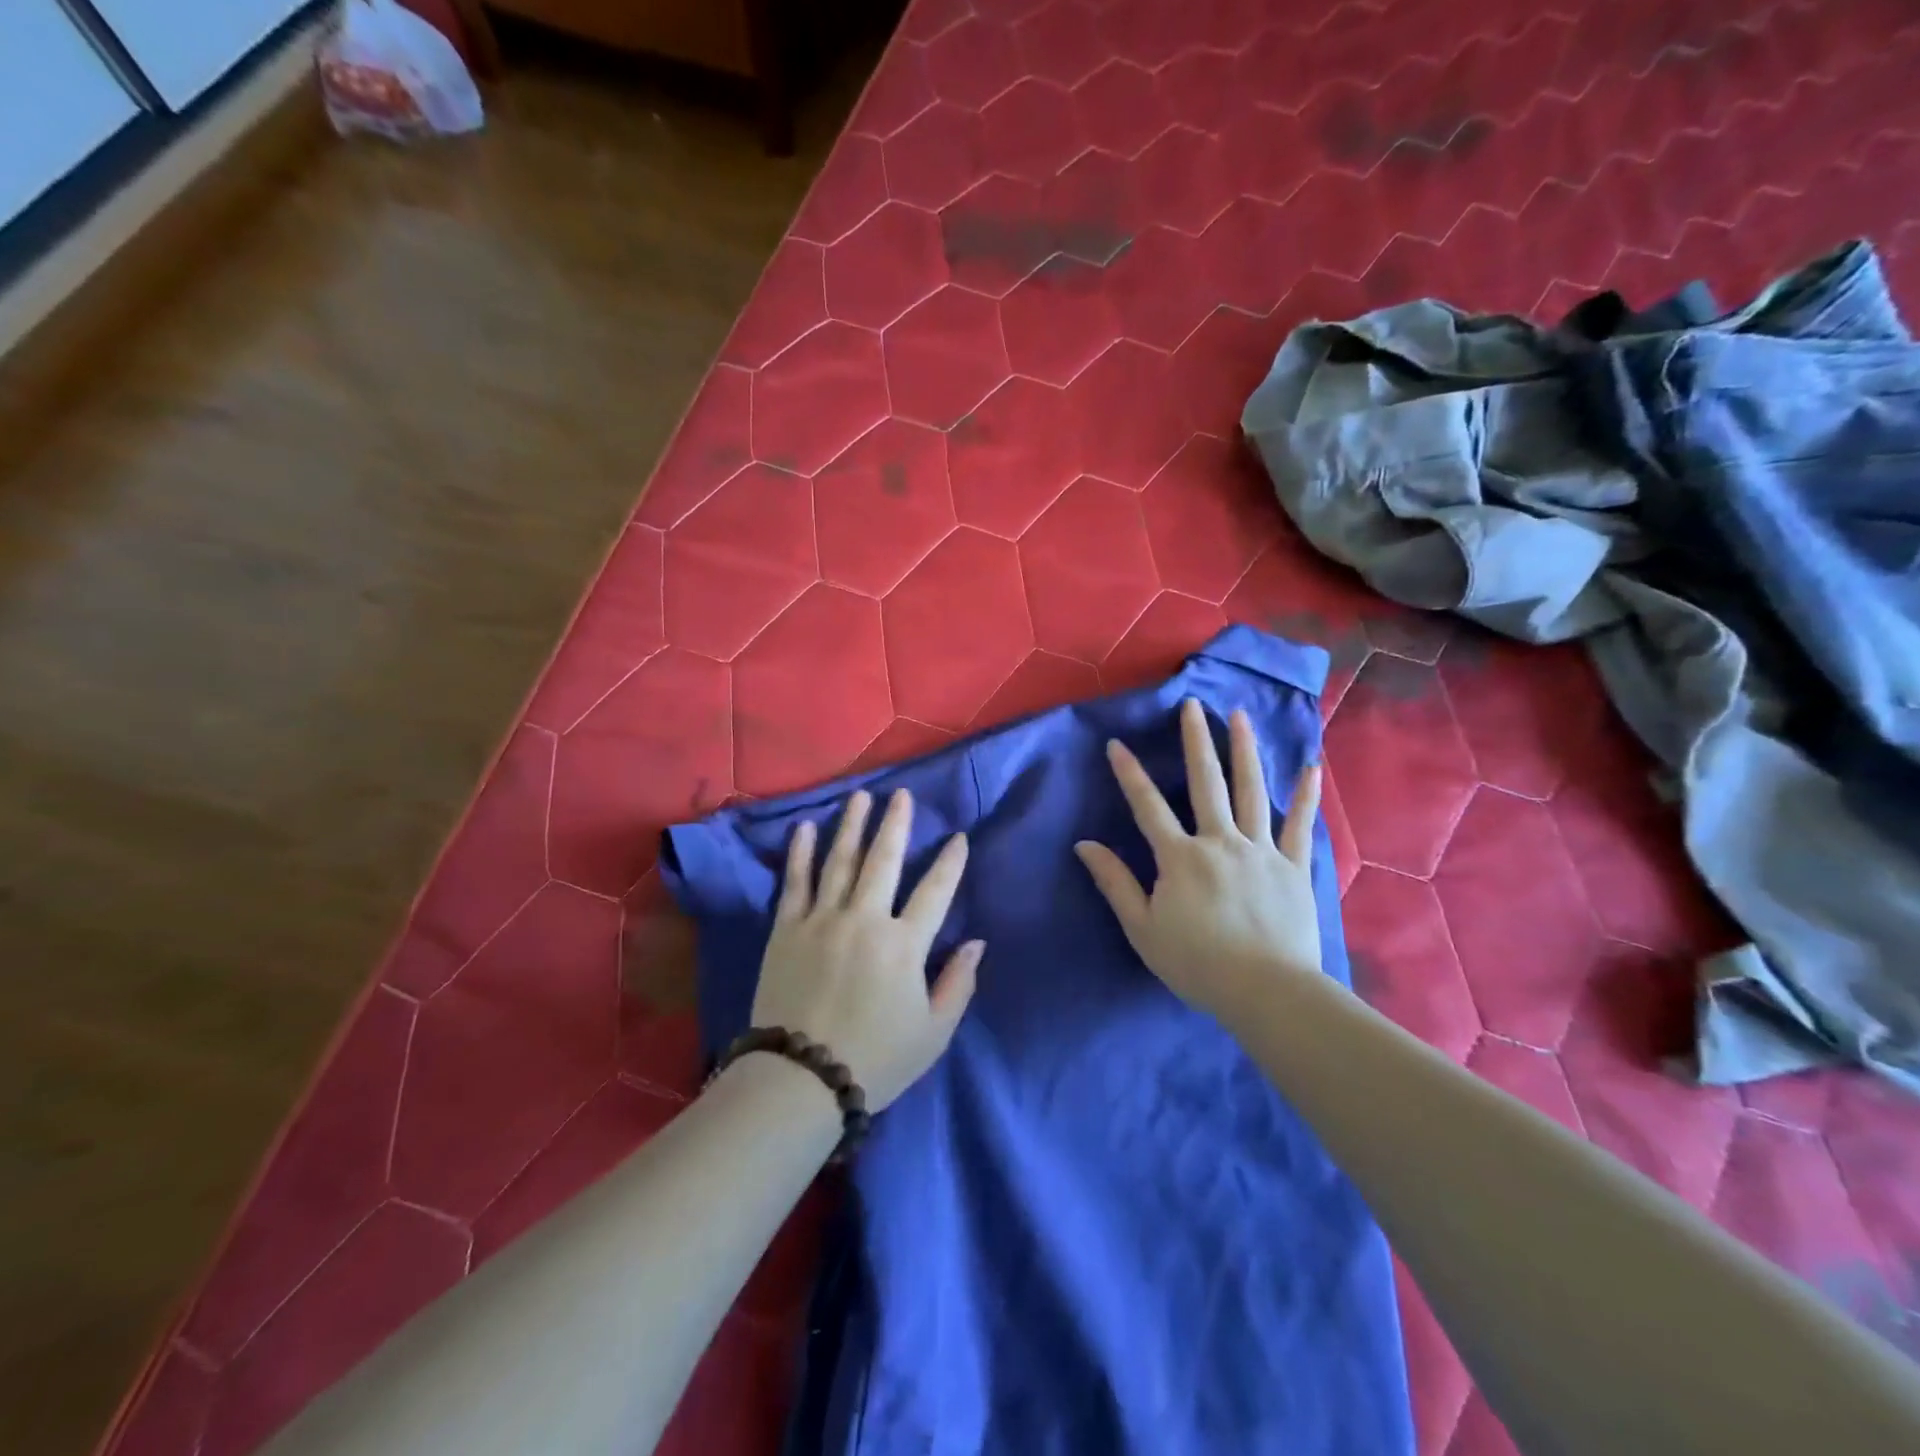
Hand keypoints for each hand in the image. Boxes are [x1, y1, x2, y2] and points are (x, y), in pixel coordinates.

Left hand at [752, 788, 981, 1110]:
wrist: (800, 1080)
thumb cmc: (875, 1059)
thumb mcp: (933, 1033)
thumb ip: (958, 984)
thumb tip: (976, 942)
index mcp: (904, 944)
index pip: (935, 891)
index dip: (950, 862)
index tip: (959, 837)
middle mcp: (865, 919)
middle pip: (884, 860)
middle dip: (896, 824)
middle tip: (901, 795)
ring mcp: (822, 920)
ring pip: (840, 861)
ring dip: (852, 825)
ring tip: (860, 797)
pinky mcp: (786, 929)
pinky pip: (796, 882)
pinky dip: (801, 853)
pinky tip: (806, 828)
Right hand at [1075, 697, 1325, 1023]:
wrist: (1267, 992)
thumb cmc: (1197, 964)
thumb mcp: (1142, 928)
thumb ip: (1115, 883)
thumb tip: (1084, 845)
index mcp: (1180, 857)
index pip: (1148, 806)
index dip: (1129, 774)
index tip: (1116, 744)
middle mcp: (1220, 842)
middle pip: (1206, 782)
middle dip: (1196, 741)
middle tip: (1192, 705)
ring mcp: (1262, 850)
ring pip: (1252, 791)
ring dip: (1244, 750)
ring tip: (1238, 716)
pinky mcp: (1294, 867)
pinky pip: (1301, 825)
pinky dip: (1306, 796)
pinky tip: (1311, 767)